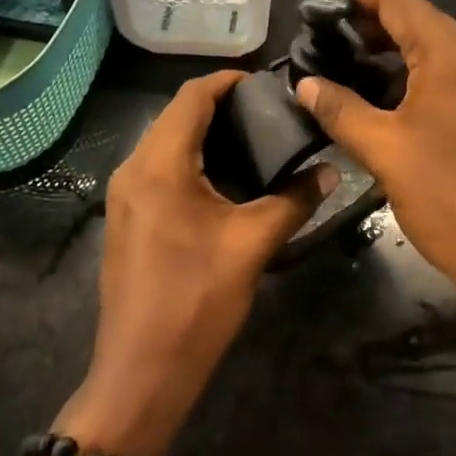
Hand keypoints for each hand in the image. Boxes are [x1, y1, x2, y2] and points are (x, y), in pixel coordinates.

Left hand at [59, 71, 332, 455]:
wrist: (140, 375)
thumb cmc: (196, 302)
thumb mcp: (252, 245)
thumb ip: (293, 200)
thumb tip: (330, 171)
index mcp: (159, 164)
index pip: (192, 96)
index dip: (229, 80)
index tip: (269, 84)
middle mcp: (133, 168)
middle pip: (176, 114)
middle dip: (221, 104)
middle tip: (270, 112)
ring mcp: (124, 194)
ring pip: (165, 140)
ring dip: (205, 132)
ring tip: (255, 139)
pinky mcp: (126, 217)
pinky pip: (159, 167)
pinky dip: (190, 157)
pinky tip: (225, 177)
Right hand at [295, 0, 455, 317]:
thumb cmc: (453, 201)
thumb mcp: (386, 153)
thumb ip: (342, 110)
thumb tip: (307, 84)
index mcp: (452, 54)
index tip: (318, 5)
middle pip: (417, 17)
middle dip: (368, 24)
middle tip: (323, 43)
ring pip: (434, 47)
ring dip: (390, 51)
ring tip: (345, 69)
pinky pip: (451, 72)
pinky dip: (414, 74)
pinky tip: (385, 99)